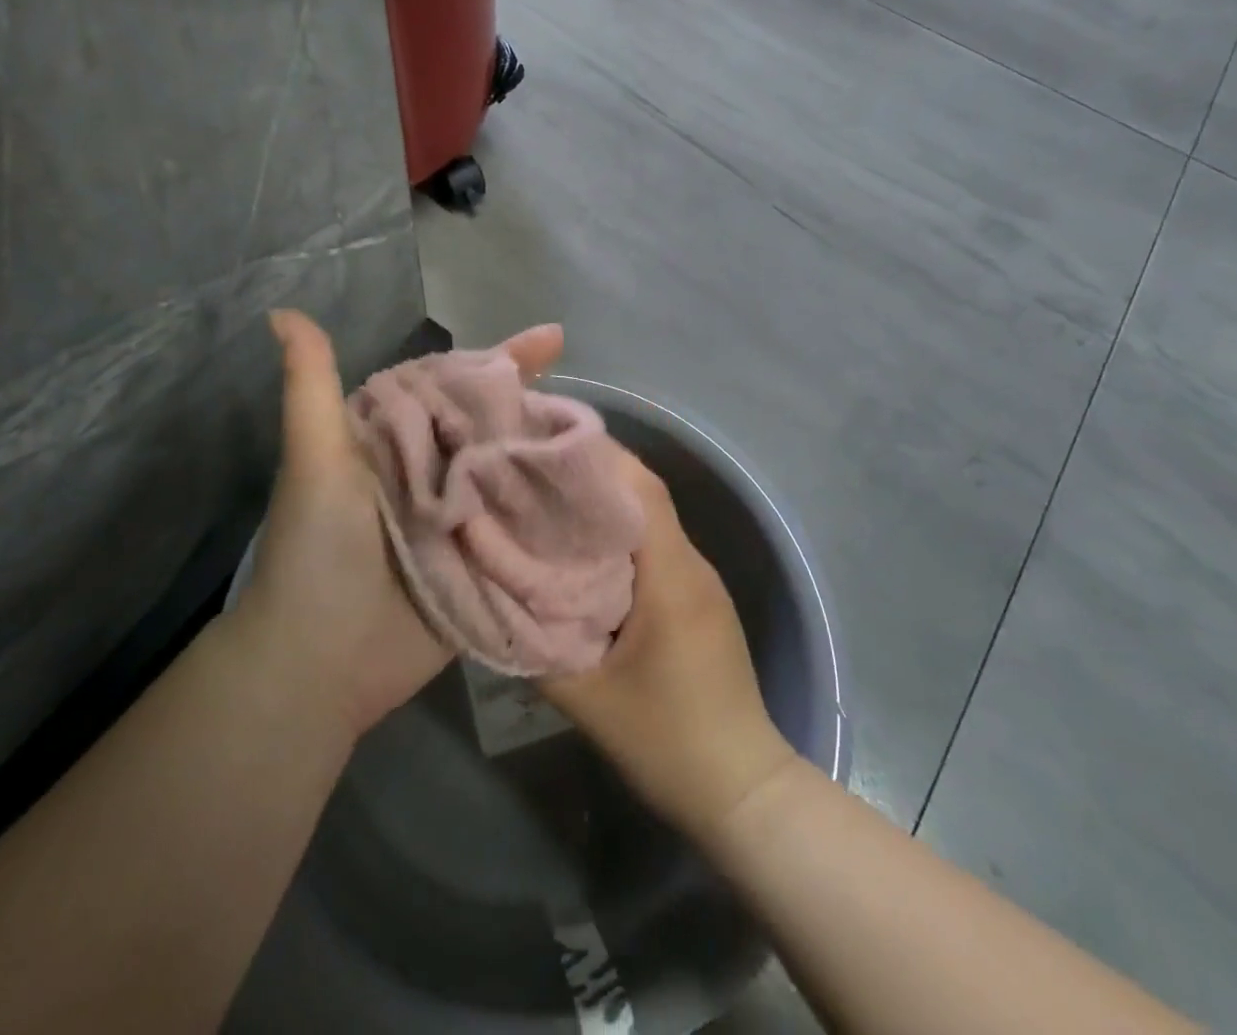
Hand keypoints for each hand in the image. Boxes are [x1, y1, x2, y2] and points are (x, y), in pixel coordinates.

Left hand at [241, 312, 565, 741]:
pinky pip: (528, 529)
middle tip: (593, 399)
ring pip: (519, 474)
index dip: (504, 360)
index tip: (553, 337)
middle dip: (542, 407)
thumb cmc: (317, 548)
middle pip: (499, 427)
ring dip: (557, 459)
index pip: (460, 384)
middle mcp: (439, 471)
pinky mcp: (487, 563)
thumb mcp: (315, 458)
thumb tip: (284, 311)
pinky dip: (557, 514)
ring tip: (606, 443)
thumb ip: (310, 386)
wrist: (319, 660)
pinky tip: (599, 498)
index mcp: (404, 439)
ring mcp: (467, 518)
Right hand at [541, 453, 799, 844]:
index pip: (639, 488)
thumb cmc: (667, 741)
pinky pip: (657, 549)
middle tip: (532, 472)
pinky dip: (620, 538)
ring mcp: (701, 580)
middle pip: (642, 495)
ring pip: (649, 521)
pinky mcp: (700, 599)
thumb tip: (493, 597)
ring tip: (548, 505)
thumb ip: (535, 645)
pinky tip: (583, 554)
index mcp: (671, 574)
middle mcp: (692, 563)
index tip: (544, 446)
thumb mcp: (586, 700)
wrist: (743, 791)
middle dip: (589, 476)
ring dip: (603, 507)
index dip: (596, 457)